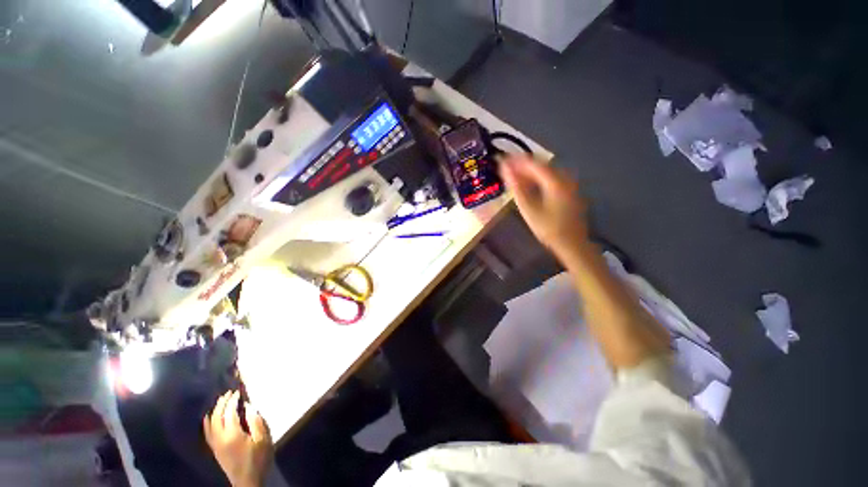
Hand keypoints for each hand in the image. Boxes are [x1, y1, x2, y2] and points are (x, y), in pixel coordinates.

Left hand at [203, 391, 272, 486]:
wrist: (248, 481)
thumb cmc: (258, 458)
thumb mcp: (263, 438)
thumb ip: (256, 421)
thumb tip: (248, 406)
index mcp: (233, 434)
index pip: (229, 412)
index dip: (233, 401)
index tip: (237, 392)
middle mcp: (220, 437)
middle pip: (216, 417)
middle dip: (221, 403)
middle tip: (228, 393)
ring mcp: (215, 444)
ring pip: (210, 424)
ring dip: (214, 411)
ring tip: (220, 402)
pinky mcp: (215, 449)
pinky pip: (208, 432)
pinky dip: (208, 422)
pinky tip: (210, 418)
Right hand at [499, 155, 588, 259]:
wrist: (571, 244)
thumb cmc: (548, 228)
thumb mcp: (528, 208)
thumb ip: (516, 187)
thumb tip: (505, 169)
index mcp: (555, 181)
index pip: (533, 163)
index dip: (516, 160)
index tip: (502, 161)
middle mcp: (564, 178)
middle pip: (540, 165)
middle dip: (522, 165)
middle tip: (505, 169)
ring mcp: (568, 185)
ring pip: (545, 172)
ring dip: (528, 173)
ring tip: (513, 177)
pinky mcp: (568, 192)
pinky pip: (550, 179)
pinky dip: (537, 180)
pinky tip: (528, 186)